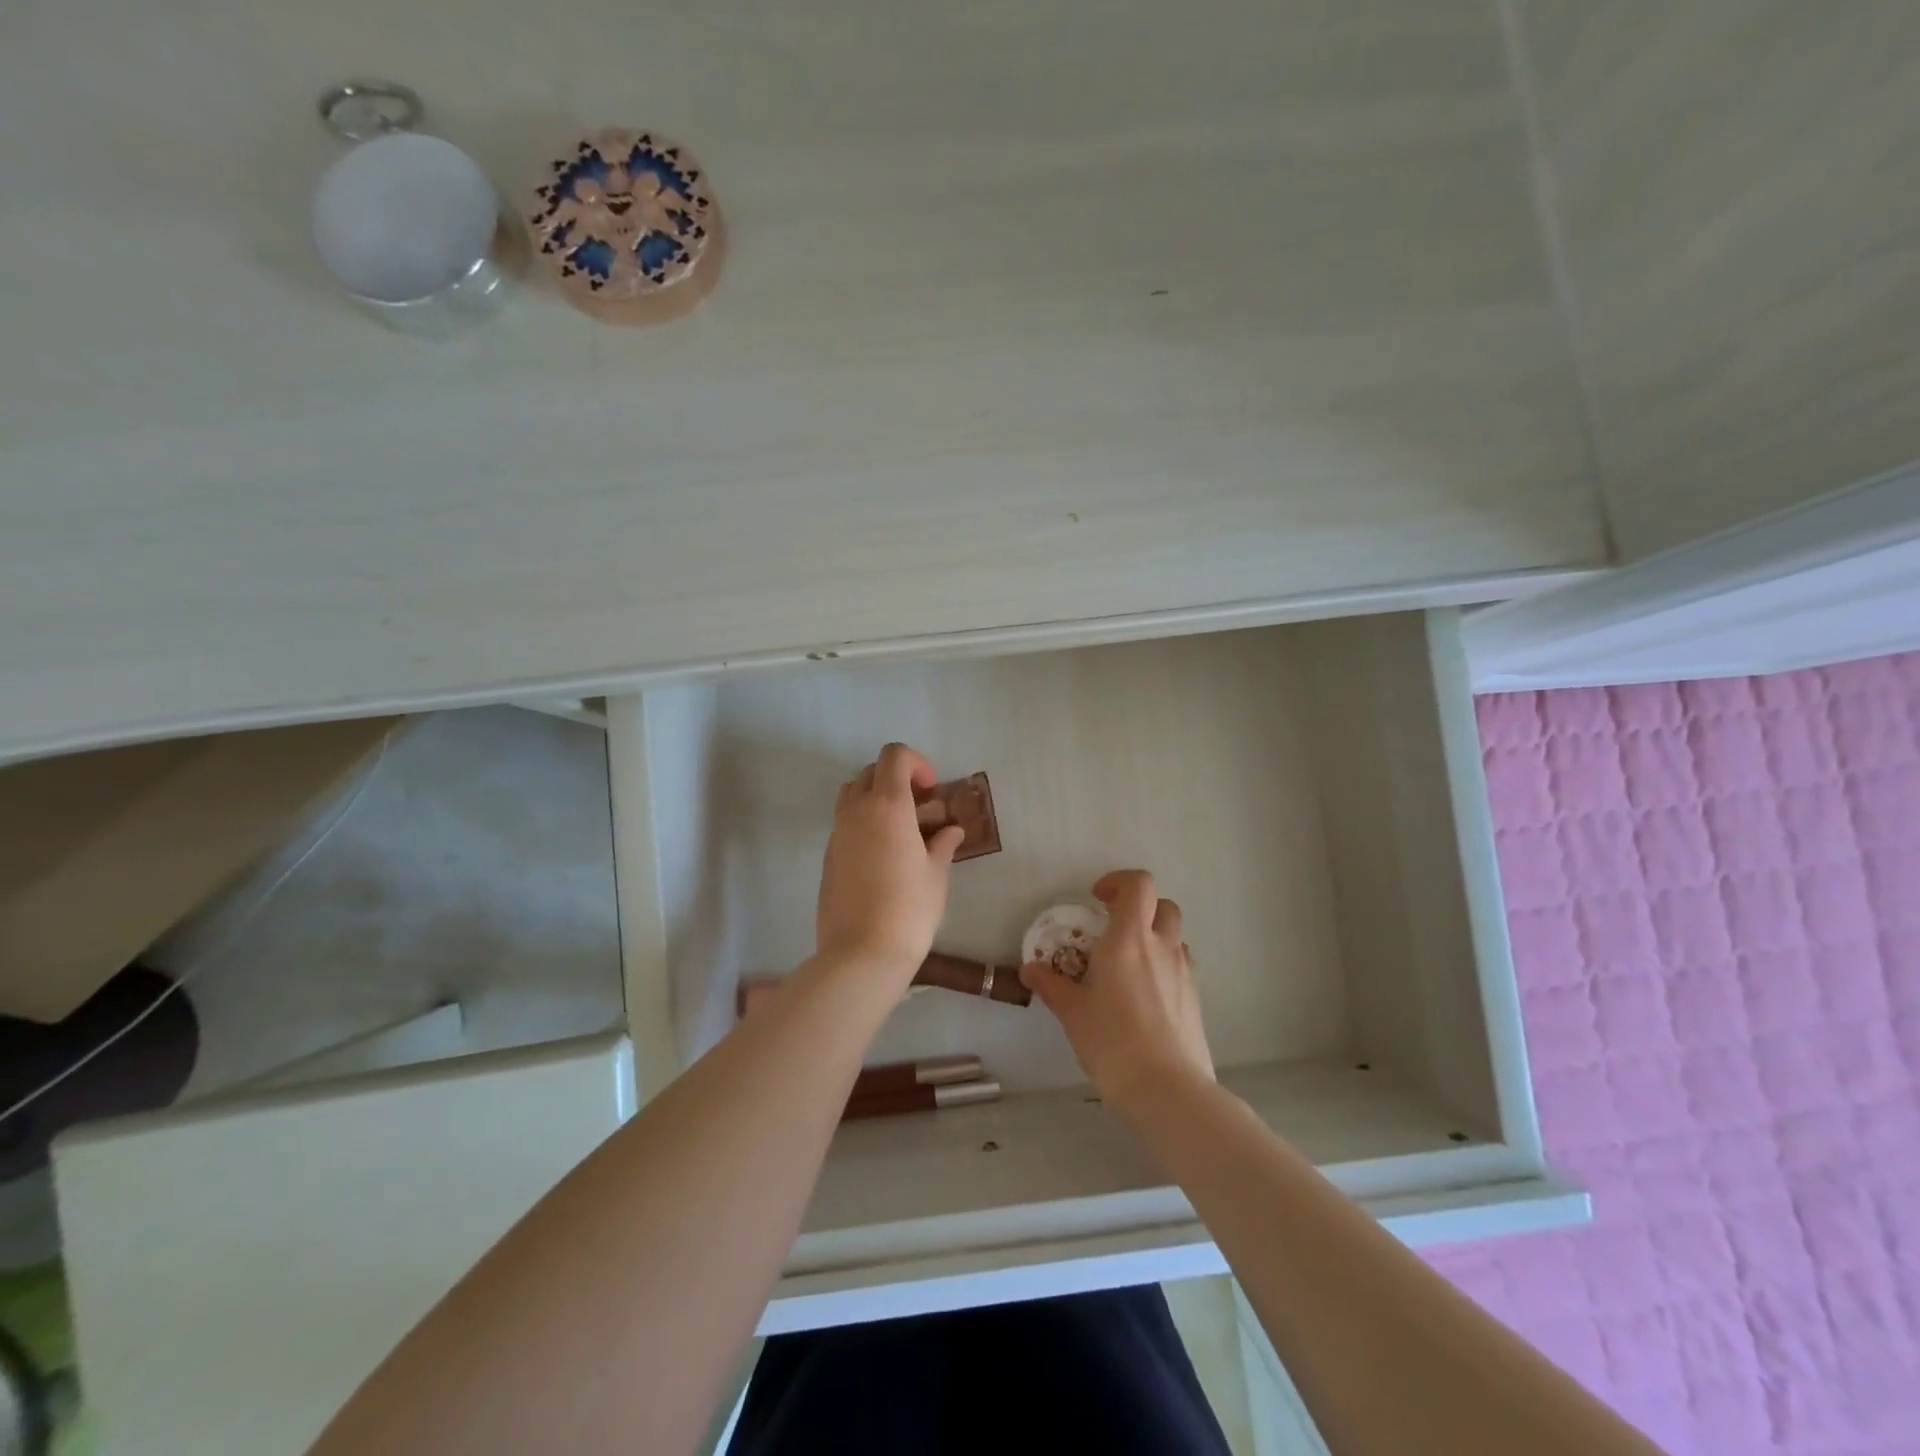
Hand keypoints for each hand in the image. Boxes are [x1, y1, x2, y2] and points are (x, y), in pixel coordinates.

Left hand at [816, 743, 966, 981]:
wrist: (862, 952)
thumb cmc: (910, 908)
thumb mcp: (936, 874)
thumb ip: (942, 844)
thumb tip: (951, 831)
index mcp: (887, 804)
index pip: (894, 755)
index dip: (916, 763)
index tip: (931, 790)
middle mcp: (856, 810)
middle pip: (871, 772)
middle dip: (897, 780)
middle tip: (921, 809)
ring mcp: (837, 833)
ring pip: (853, 795)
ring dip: (877, 800)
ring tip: (903, 831)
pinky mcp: (828, 856)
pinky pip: (846, 824)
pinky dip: (865, 825)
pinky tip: (885, 857)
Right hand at [1020, 869, 1214, 1114]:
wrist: (1169, 1090)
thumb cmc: (1113, 1042)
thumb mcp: (1073, 1013)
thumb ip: (1052, 985)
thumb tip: (1030, 969)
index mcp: (1129, 939)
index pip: (1138, 885)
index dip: (1118, 882)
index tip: (1097, 899)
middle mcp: (1161, 946)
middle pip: (1162, 904)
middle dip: (1139, 907)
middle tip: (1113, 928)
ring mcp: (1184, 971)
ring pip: (1173, 935)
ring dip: (1153, 937)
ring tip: (1127, 965)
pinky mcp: (1195, 997)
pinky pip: (1179, 965)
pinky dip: (1162, 965)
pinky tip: (1143, 996)